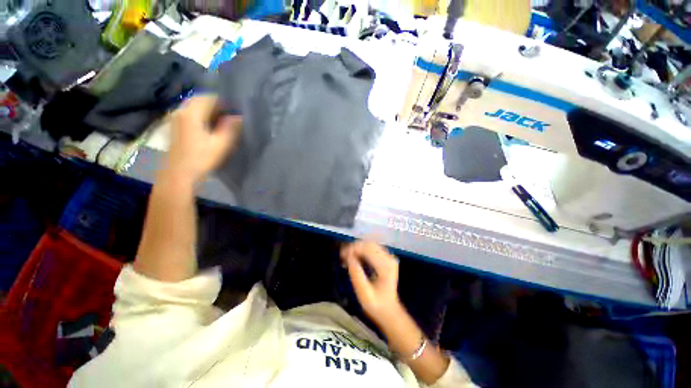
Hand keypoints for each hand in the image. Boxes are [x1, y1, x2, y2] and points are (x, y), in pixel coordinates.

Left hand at [165, 95, 241, 183]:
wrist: (179, 173)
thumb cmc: (201, 158)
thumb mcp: (220, 144)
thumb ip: (230, 128)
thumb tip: (238, 116)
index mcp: (192, 113)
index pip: (209, 98)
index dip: (224, 102)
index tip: (235, 109)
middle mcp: (181, 111)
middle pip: (199, 99)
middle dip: (216, 104)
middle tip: (230, 113)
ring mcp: (176, 118)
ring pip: (193, 106)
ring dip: (208, 109)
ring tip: (222, 119)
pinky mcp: (175, 126)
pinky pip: (189, 113)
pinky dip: (201, 114)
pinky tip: (209, 125)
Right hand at [341, 241, 402, 323]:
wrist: (389, 311)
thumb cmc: (376, 305)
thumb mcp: (364, 294)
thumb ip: (357, 275)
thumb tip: (349, 257)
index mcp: (386, 267)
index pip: (368, 249)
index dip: (354, 248)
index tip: (342, 255)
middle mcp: (389, 258)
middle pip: (369, 244)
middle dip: (355, 247)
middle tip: (343, 256)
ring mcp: (389, 257)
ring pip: (370, 244)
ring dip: (357, 248)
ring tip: (346, 257)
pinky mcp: (386, 258)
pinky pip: (372, 248)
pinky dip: (362, 250)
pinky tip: (354, 257)